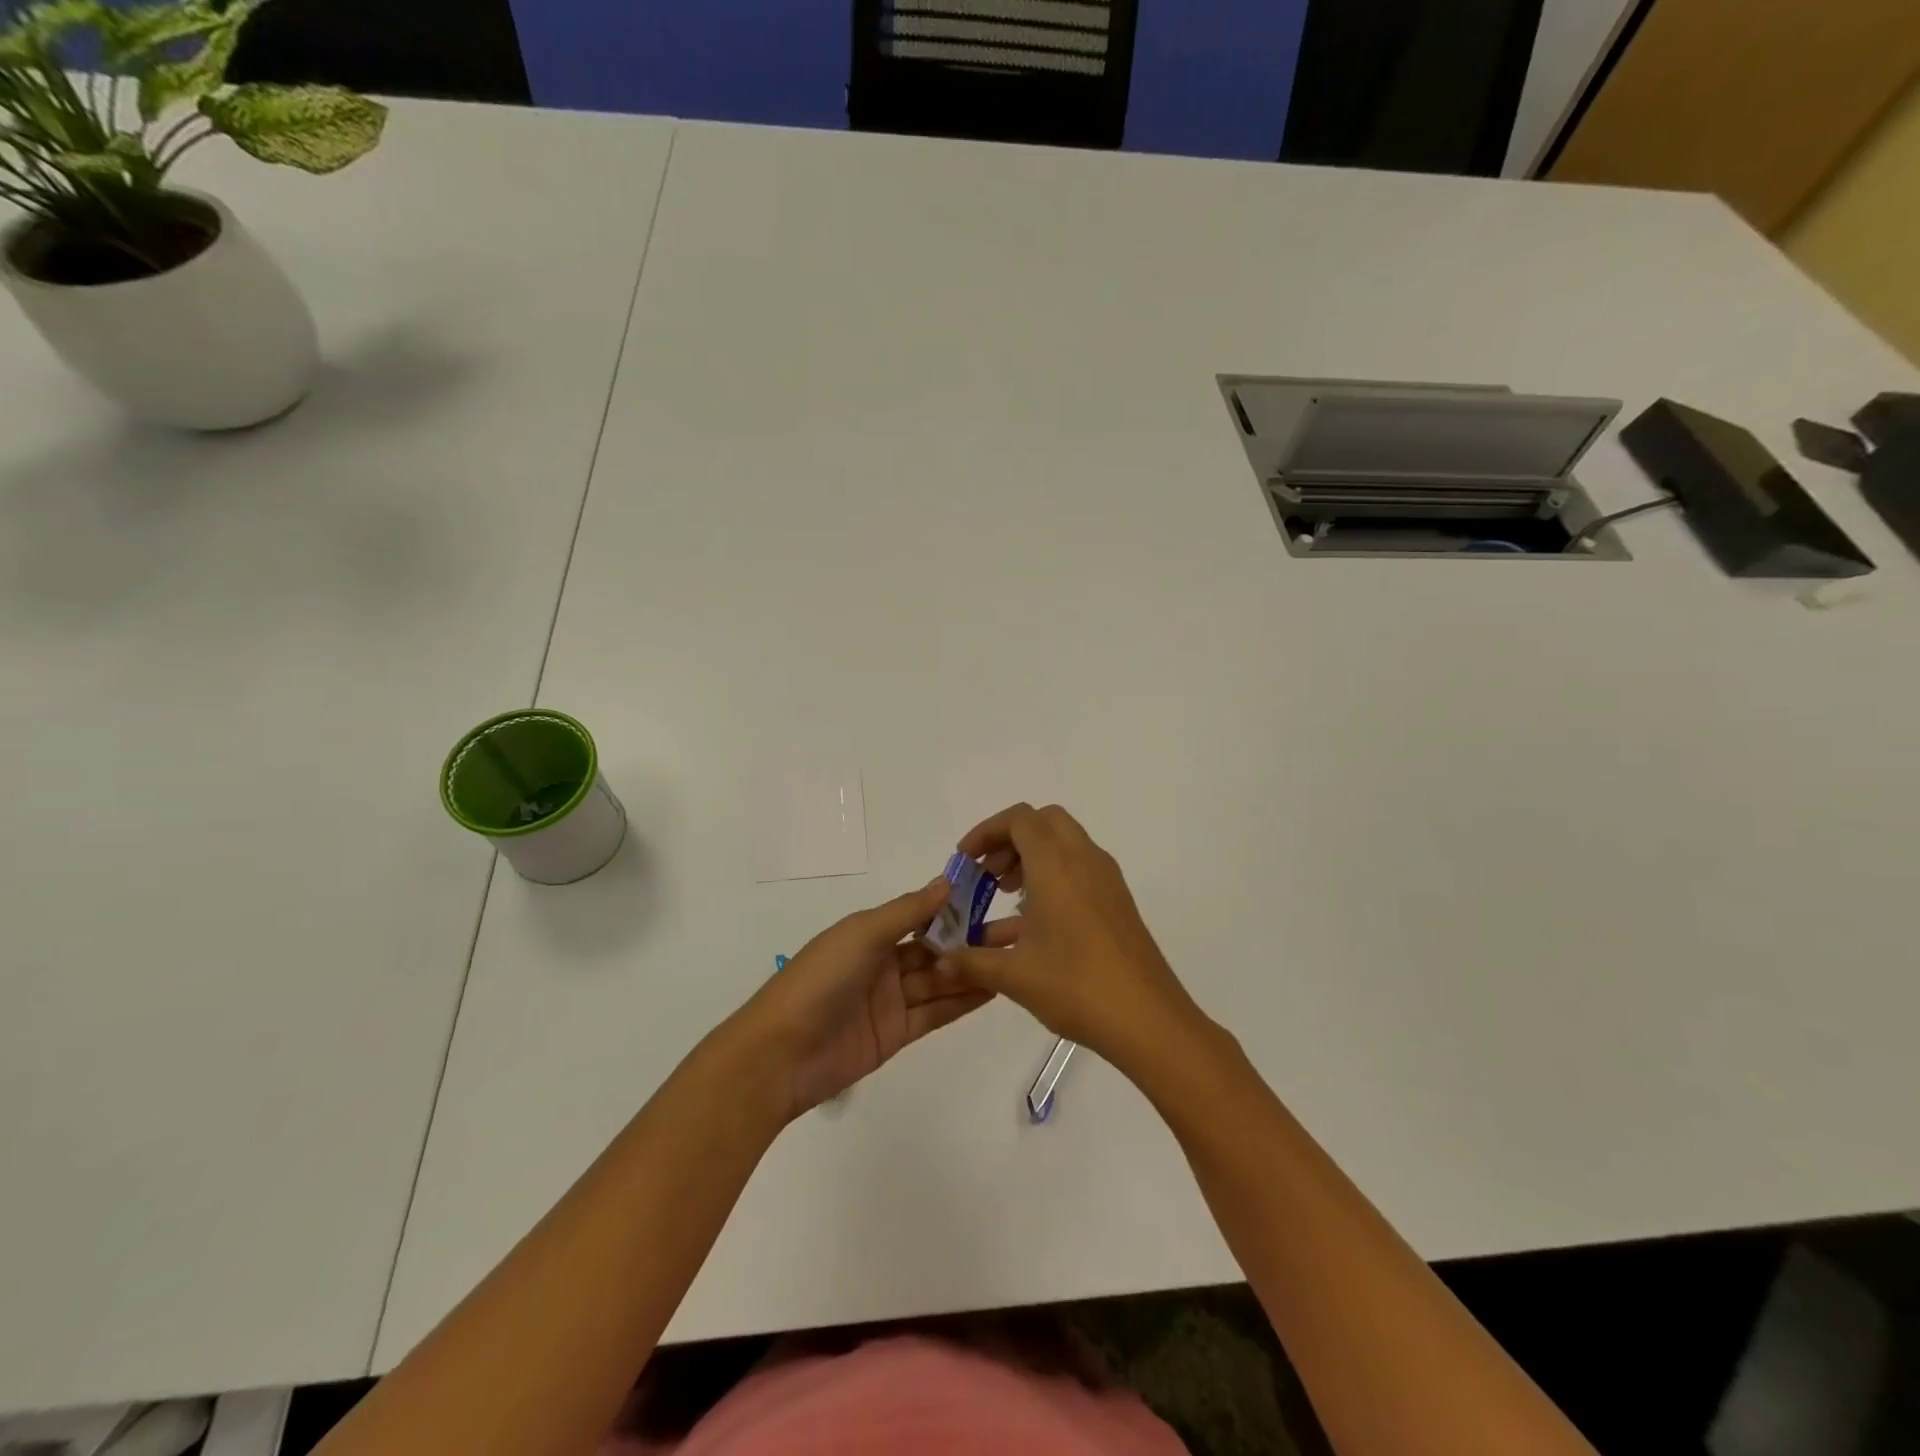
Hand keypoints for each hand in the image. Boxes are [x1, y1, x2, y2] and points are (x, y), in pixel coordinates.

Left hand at [729, 877, 993, 1121]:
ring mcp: (891, 1000)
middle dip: (974, 939)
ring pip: (941, 981)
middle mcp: (884, 962)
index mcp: (871, 932)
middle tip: (1019, 931)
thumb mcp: (862, 934)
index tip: (995, 897)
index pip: (922, 915)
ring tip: (1017, 958)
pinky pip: (935, 1013)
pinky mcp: (896, 1034)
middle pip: (937, 948)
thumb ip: (907, 911)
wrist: (780, 1054)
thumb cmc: (819, 980)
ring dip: (974, 970)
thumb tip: (947, 882)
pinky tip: (994, 988)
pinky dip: (962, 1001)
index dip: (956, 907)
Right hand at [933, 804, 1207, 1077]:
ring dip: (1031, 859)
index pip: (1019, 819)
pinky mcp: (1117, 901)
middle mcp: (1084, 860)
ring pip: (1063, 845)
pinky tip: (1033, 925)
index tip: (965, 862)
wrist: (1148, 1020)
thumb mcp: (1014, 975)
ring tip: (1005, 898)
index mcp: (1056, 864)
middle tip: (988, 874)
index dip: (986, 831)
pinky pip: (1079, 870)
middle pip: (1043, 822)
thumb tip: (940, 962)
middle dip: (1010, 840)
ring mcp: (1106, 880)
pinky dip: (1052, 878)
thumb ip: (971, 962)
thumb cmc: (1076, 986)